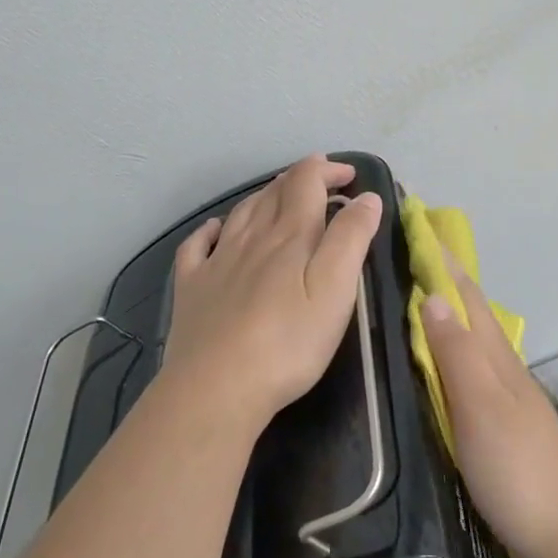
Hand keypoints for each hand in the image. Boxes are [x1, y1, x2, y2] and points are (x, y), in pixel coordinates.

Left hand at [161, 154, 383, 432]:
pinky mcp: (192, 288)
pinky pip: (197, 246)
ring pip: (241, 213)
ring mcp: (216, 262)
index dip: (327, 170)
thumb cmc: (288, 343)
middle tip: (320, 181)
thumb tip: (365, 198)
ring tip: (278, 194)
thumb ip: (351, 239)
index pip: (307, 182)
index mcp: (290, 236)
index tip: (349, 176)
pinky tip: (214, 230)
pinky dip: (210, 230)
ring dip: (263, 196)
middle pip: (274, 192)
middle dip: (300, 179)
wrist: (216, 387)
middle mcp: (251, 237)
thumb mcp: (335, 290)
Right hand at [422, 264, 557, 557]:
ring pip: (471, 341)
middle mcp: (501, 369)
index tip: (417, 226)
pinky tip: (436, 365)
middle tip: (407, 254)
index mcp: (495, 358)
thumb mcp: (482, 406)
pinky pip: (468, 373)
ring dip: (446, 314)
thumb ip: (457, 353)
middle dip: (443, 280)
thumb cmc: (519, 467)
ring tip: (413, 299)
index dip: (443, 262)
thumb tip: (432, 295)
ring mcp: (504, 398)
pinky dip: (450, 353)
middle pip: (471, 313)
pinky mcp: (500, 427)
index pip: (466, 296)